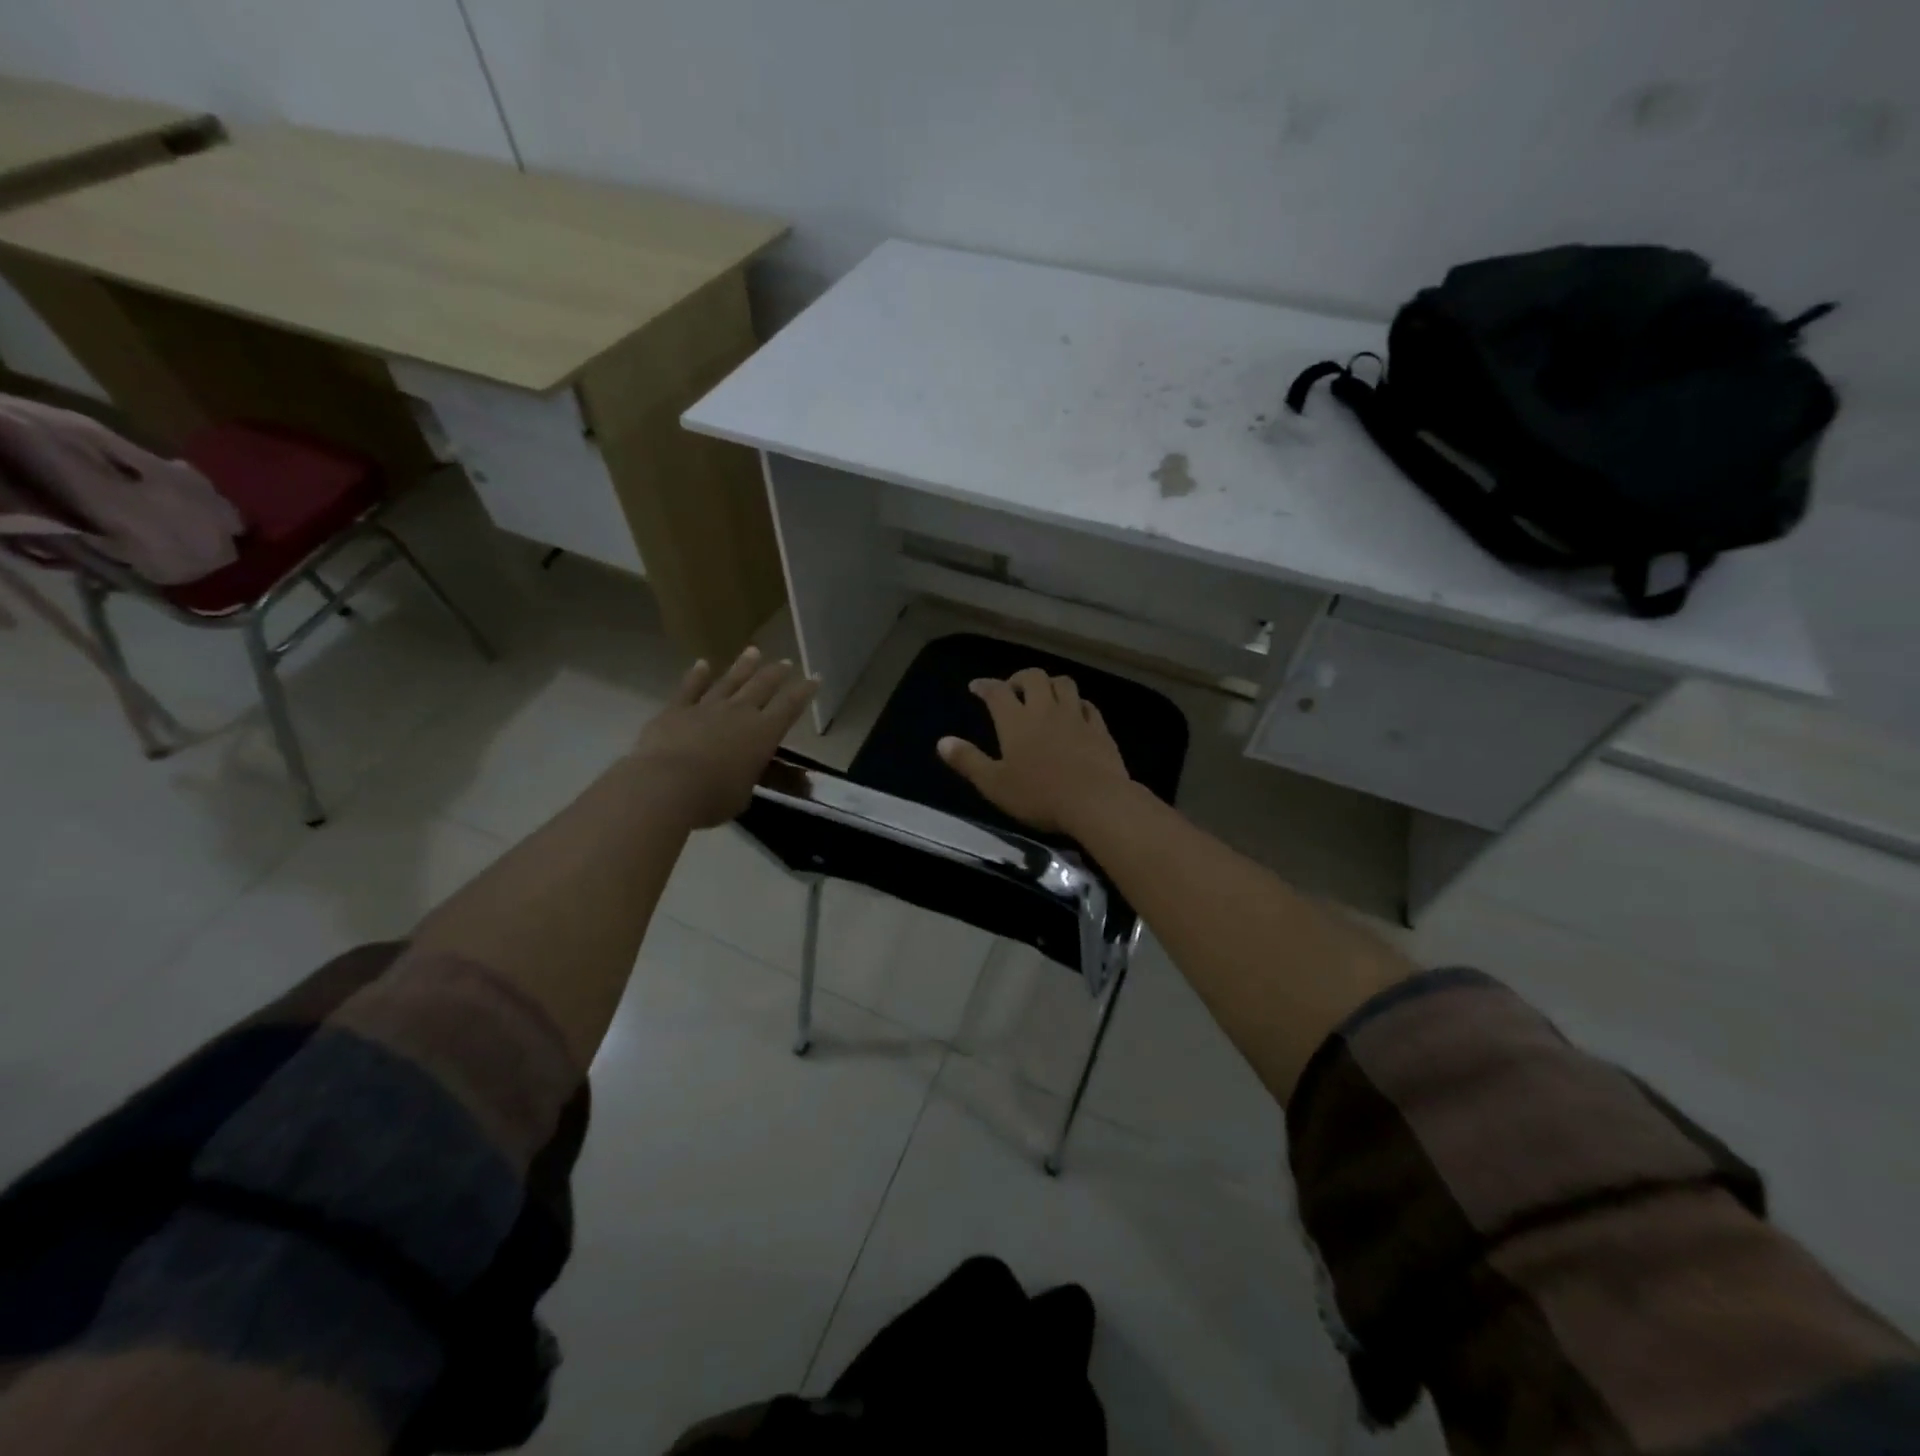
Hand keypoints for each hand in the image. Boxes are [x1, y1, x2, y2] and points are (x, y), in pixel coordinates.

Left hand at [631, 647, 817, 827]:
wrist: (667, 785)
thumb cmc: (713, 797)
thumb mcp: (742, 794)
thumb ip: (745, 777)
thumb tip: (741, 773)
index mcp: (763, 734)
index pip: (789, 707)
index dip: (804, 692)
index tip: (814, 677)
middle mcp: (739, 713)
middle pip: (762, 686)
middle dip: (776, 673)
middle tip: (786, 662)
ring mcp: (707, 708)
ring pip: (730, 681)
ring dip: (743, 666)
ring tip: (753, 651)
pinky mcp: (676, 710)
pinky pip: (690, 688)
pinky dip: (697, 675)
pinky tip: (702, 663)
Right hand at [937, 667, 1133, 834]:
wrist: (1095, 802)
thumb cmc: (1039, 795)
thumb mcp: (994, 784)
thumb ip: (968, 761)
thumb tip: (942, 741)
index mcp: (1016, 721)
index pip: (997, 692)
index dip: (985, 686)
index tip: (976, 686)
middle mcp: (1045, 710)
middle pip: (1034, 677)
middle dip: (1019, 678)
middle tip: (1012, 690)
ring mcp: (1076, 717)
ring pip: (1064, 684)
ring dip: (1051, 684)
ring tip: (1044, 696)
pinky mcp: (1099, 729)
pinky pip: (1088, 705)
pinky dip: (1077, 703)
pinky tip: (1075, 712)